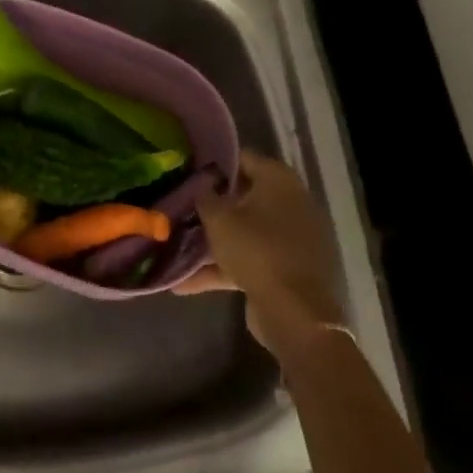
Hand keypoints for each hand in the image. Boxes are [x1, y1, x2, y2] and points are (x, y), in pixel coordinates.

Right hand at [176, 149, 346, 351]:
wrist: (296, 314)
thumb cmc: (257, 250)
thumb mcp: (219, 219)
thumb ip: (204, 197)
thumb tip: (199, 185)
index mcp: (279, 180)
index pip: (243, 158)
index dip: (214, 163)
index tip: (188, 171)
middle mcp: (291, 203)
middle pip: (244, 197)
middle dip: (213, 206)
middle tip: (181, 208)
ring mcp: (293, 238)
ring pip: (246, 232)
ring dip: (215, 241)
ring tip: (177, 248)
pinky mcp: (289, 269)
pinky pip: (251, 260)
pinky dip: (224, 268)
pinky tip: (186, 284)